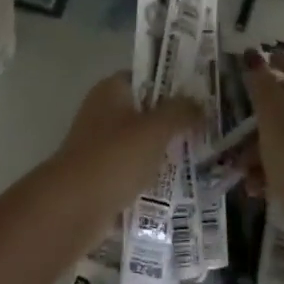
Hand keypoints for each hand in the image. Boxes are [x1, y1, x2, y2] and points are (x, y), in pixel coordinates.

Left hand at [52, 72, 201, 200]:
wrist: (73, 207)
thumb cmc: (114, 157)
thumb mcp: (154, 129)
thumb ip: (179, 112)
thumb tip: (200, 104)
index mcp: (111, 91)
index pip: (146, 76)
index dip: (173, 82)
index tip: (203, 93)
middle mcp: (104, 113)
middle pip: (146, 111)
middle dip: (175, 120)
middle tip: (210, 127)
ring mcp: (102, 146)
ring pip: (142, 143)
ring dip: (166, 151)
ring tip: (204, 156)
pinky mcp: (103, 176)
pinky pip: (135, 171)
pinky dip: (154, 177)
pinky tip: (182, 185)